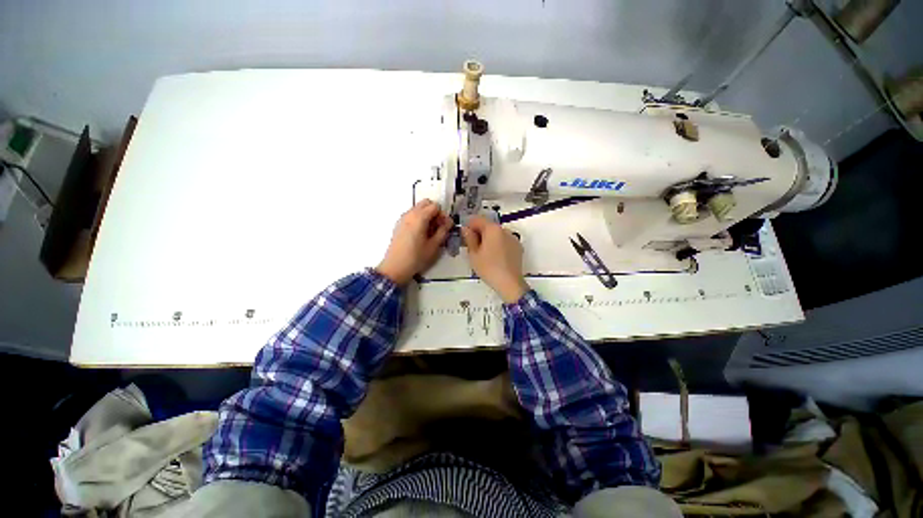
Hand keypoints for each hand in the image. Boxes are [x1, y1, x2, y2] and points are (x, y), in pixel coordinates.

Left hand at [376, 199, 452, 285]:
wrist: (395, 267)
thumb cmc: (416, 257)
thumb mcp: (434, 246)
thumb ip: (443, 231)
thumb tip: (448, 222)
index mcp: (419, 217)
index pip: (435, 206)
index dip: (442, 215)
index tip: (444, 226)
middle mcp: (410, 214)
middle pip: (426, 203)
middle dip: (434, 212)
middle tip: (438, 227)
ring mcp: (403, 218)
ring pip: (418, 208)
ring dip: (427, 215)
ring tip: (430, 232)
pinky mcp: (399, 225)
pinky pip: (412, 215)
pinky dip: (419, 219)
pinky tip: (421, 234)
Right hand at [461, 215, 529, 303]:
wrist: (509, 283)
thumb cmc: (488, 268)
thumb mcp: (474, 254)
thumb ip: (469, 238)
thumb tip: (466, 229)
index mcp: (493, 229)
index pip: (477, 219)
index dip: (469, 225)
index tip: (464, 236)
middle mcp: (504, 230)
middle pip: (488, 226)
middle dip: (479, 232)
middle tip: (472, 246)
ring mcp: (513, 238)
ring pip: (497, 234)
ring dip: (489, 238)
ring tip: (484, 253)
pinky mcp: (518, 247)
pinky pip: (505, 241)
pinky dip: (498, 244)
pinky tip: (495, 257)